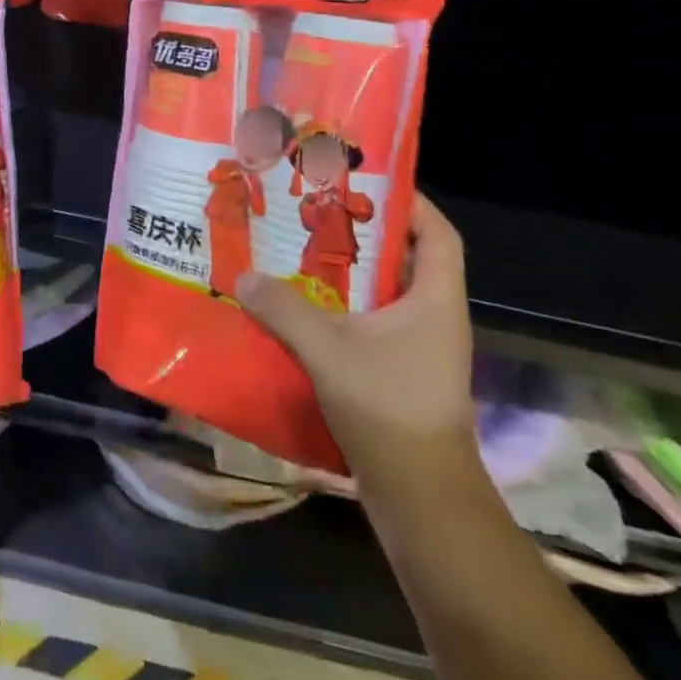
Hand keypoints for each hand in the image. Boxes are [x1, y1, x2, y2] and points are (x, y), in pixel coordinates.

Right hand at [236, 193, 475, 498]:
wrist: (420, 498)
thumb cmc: (389, 407)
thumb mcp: (328, 349)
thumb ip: (283, 308)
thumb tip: (242, 275)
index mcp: (435, 300)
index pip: (438, 234)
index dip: (412, 203)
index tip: (368, 182)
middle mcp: (434, 318)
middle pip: (405, 259)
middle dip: (363, 233)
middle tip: (314, 211)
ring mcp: (420, 349)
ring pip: (384, 294)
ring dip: (347, 273)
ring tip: (299, 251)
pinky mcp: (401, 374)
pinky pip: (371, 324)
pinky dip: (341, 309)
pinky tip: (301, 309)